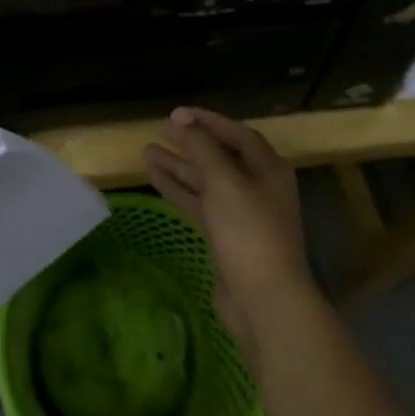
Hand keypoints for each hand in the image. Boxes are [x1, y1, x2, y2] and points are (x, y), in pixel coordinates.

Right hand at [143, 107, 309, 363]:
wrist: (264, 302)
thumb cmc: (248, 232)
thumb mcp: (223, 181)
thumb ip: (201, 147)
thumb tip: (182, 119)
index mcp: (268, 169)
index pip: (238, 134)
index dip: (209, 121)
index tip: (178, 114)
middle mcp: (258, 188)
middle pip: (221, 156)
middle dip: (191, 143)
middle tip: (160, 130)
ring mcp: (242, 215)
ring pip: (206, 182)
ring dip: (179, 166)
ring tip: (146, 151)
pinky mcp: (227, 238)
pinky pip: (199, 204)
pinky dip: (179, 190)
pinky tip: (155, 178)